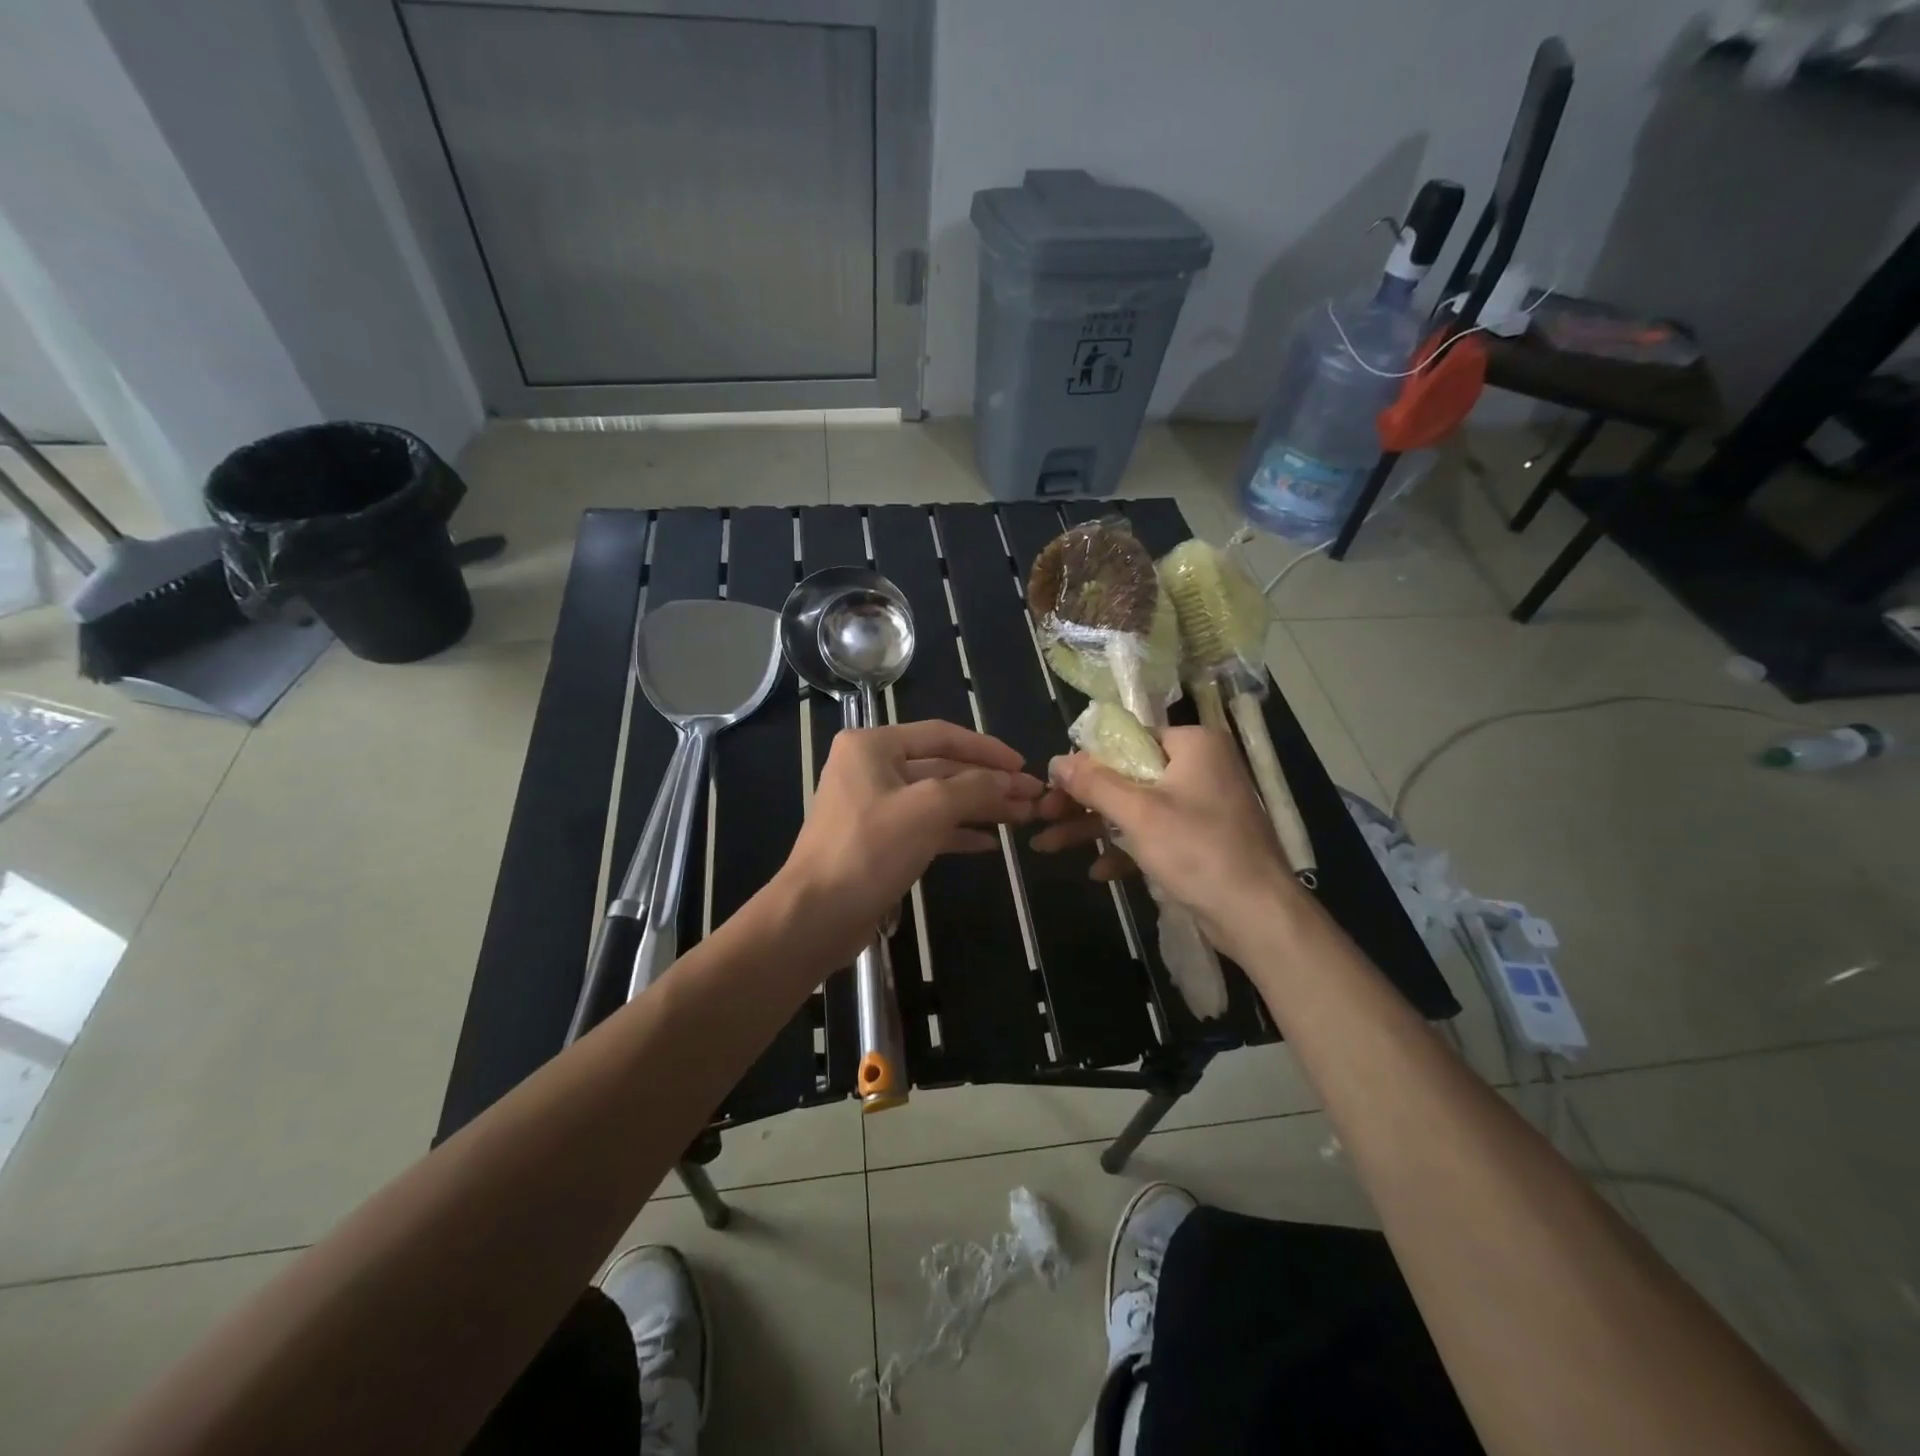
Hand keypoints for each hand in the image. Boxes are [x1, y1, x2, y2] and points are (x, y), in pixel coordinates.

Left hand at [773, 719, 1043, 966]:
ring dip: (978, 807)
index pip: (942, 735)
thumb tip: (1010, 782)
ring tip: (1020, 818)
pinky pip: (925, 826)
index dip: (987, 749)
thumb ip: (974, 787)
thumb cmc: (869, 850)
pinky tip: (989, 842)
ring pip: (937, 798)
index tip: (1023, 765)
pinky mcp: (879, 840)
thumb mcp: (928, 810)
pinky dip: (956, 832)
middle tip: (1031, 797)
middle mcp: (870, 768)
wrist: (816, 916)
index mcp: (873, 746)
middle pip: (942, 767)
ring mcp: (874, 805)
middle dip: (987, 782)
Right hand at [1033, 726, 1296, 954]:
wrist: (1258, 916)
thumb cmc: (1198, 851)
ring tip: (1048, 845)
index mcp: (1193, 745)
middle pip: (1126, 776)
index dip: (1085, 762)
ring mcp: (1201, 805)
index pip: (1127, 740)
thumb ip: (1094, 784)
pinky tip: (1099, 871)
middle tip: (1042, 817)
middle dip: (1082, 802)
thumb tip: (1055, 761)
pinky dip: (1126, 849)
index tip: (1052, 785)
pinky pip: (1154, 833)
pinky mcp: (1201, 839)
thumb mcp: (1138, 814)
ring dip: (1094, 828)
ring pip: (1135, 808)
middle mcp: (1200, 767)